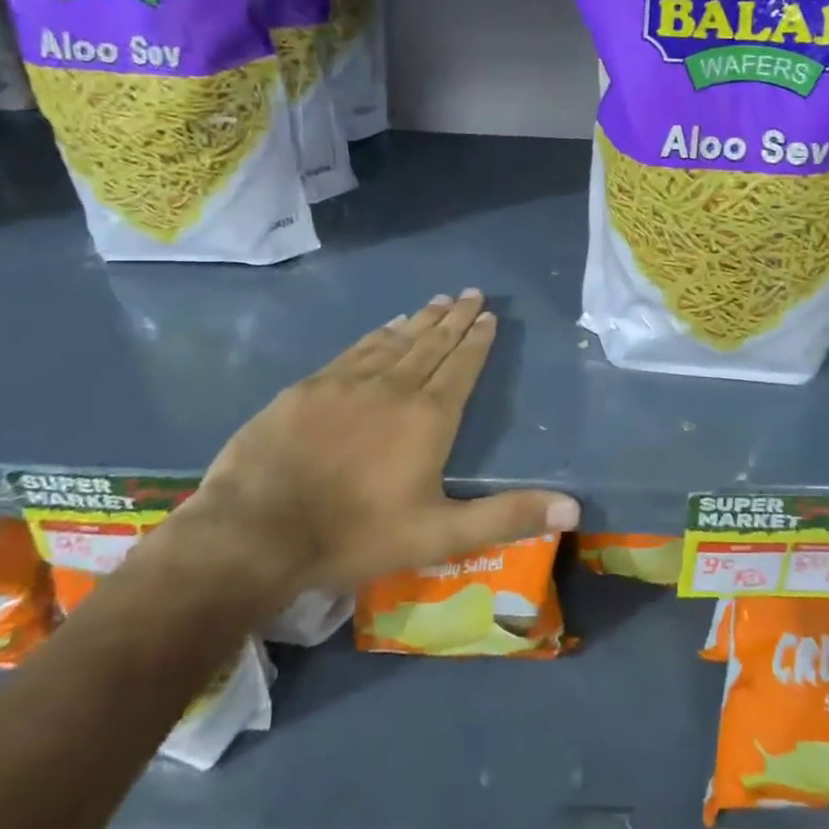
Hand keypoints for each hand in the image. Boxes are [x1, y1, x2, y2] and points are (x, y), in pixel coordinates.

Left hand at [172, 291, 578, 606]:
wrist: (255, 532)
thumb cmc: (355, 535)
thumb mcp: (440, 535)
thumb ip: (506, 517)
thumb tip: (573, 507)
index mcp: (429, 418)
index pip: (461, 367)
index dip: (477, 340)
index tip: (489, 316)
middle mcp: (393, 388)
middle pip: (432, 344)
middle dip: (455, 318)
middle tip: (471, 293)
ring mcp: (347, 383)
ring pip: (395, 341)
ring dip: (420, 320)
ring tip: (438, 301)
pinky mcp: (309, 388)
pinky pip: (355, 350)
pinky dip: (377, 334)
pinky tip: (386, 326)